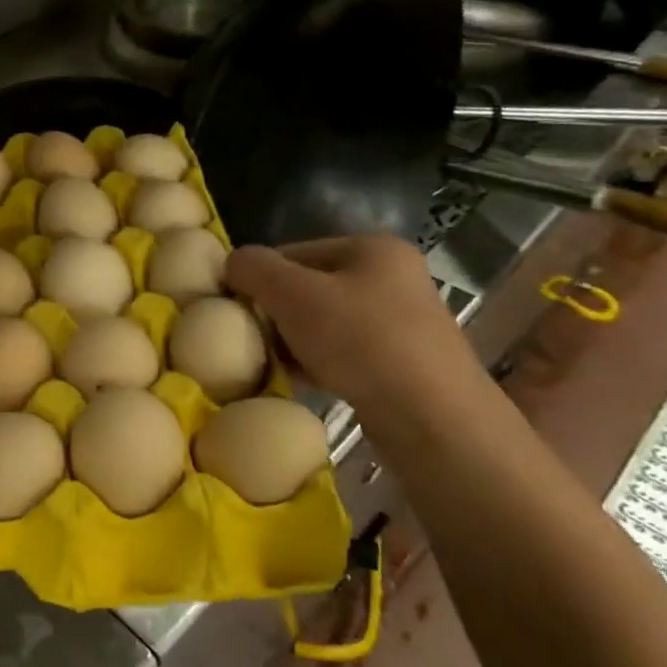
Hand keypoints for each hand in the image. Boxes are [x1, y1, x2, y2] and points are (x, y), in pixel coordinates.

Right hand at [225, 236, 484, 416]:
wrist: (433, 418)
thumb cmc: (361, 341)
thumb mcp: (293, 294)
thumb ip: (254, 269)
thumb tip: (232, 262)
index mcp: (373, 249)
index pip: (294, 252)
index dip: (260, 279)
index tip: (240, 311)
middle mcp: (394, 278)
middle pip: (310, 288)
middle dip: (278, 314)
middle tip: (256, 341)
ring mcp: (403, 323)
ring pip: (325, 324)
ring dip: (295, 342)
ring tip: (275, 365)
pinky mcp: (405, 364)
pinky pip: (346, 354)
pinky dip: (319, 364)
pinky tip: (302, 383)